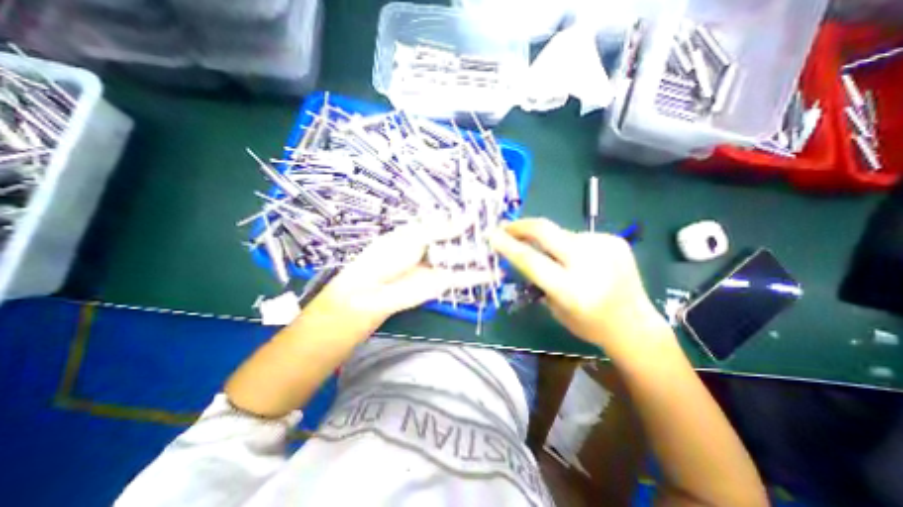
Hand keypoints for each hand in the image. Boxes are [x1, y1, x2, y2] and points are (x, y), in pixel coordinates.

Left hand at [309, 221, 492, 330]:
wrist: (374, 289)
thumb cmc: (388, 255)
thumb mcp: (414, 236)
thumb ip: (443, 229)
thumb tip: (468, 217)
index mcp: (423, 231)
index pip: (449, 222)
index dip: (465, 218)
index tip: (485, 212)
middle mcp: (434, 247)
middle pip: (460, 239)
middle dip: (477, 235)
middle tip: (500, 229)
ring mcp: (440, 265)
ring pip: (465, 257)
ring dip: (482, 254)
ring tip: (504, 247)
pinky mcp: (444, 282)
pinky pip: (465, 277)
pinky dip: (480, 276)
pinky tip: (497, 272)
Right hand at [488, 217, 669, 355]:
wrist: (634, 324)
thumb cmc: (588, 324)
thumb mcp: (554, 305)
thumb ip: (538, 275)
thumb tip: (522, 248)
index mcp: (571, 289)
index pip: (530, 260)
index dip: (507, 245)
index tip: (491, 234)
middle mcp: (589, 263)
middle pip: (545, 230)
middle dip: (520, 226)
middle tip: (505, 226)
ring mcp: (605, 247)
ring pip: (561, 233)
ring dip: (548, 240)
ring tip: (550, 253)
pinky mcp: (615, 240)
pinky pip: (579, 236)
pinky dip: (569, 245)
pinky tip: (578, 259)